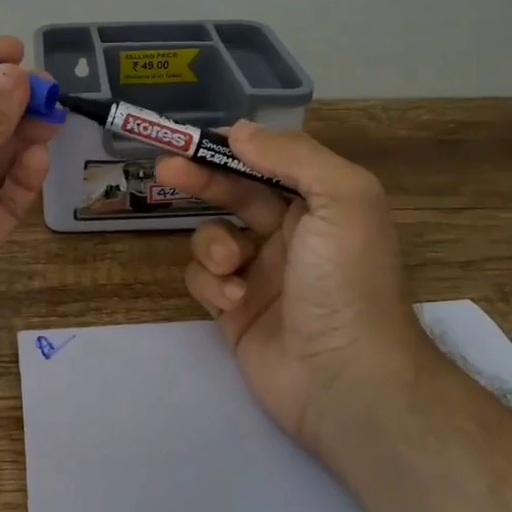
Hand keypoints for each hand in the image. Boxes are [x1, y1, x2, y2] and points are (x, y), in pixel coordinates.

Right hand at [155, 123, 432, 453]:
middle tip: (165, 168)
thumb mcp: (342, 200)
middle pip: (233, 193)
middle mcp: (291, 235)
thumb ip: (294, 156)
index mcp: (320, 205)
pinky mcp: (234, 310)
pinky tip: (233, 302)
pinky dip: (211, 284)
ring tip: (231, 267)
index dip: (233, 147)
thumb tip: (240, 131)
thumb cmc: (347, 281)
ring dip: (213, 245)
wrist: (346, 380)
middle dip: (201, 179)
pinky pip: (204, 279)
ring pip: (212, 237)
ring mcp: (260, 274)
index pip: (268, 162)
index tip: (195, 138)